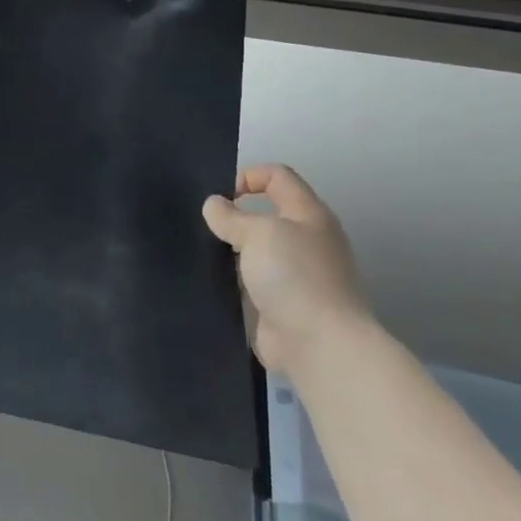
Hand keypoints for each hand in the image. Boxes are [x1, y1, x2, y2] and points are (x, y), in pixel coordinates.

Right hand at [202, 166, 374, 377]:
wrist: (319, 344)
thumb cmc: (294, 276)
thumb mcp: (258, 233)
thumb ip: (231, 216)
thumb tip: (214, 205)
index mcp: (309, 214)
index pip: (278, 176)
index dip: (247, 176)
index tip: (219, 196)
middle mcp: (306, 240)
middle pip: (266, 213)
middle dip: (233, 214)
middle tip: (203, 224)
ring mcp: (295, 274)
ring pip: (256, 248)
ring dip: (230, 248)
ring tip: (201, 251)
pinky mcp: (281, 302)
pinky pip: (251, 279)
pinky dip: (232, 277)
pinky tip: (210, 279)